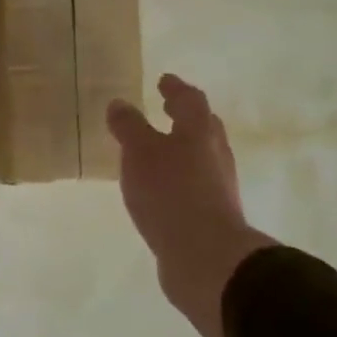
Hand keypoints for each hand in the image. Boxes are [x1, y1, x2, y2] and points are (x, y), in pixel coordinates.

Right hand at [106, 73, 278, 336]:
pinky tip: (160, 188)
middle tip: (166, 110)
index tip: (164, 80)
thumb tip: (120, 103)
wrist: (205, 256)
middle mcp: (215, 155)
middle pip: (203, 128)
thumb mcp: (140, 152)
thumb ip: (129, 127)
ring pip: (200, 157)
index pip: (190, 100)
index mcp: (200, 132)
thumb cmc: (171, 193)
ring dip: (182, 149)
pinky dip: (178, 177)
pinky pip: (194, 185)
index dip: (176, 89)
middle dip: (185, 118)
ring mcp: (217, 187)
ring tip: (157, 150)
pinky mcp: (211, 215)